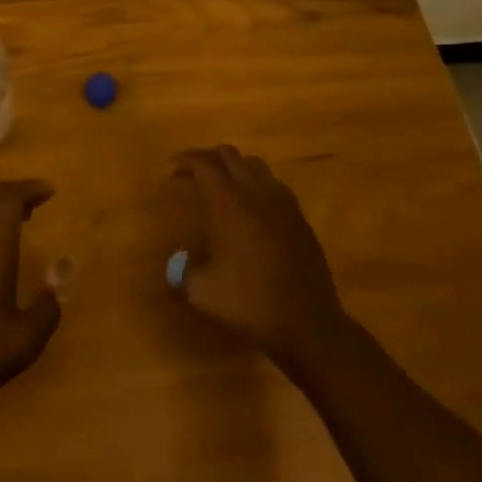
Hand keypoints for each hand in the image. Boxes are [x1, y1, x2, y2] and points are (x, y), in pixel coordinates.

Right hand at [173, 146, 349, 370]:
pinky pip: (275, 186)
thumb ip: (183, 272)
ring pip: (256, 165)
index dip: (186, 160)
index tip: (173, 168)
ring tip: (224, 187)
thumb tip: (175, 264)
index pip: (204, 164)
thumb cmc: (251, 304)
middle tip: (195, 174)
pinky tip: (254, 208)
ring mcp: (283, 203)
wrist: (308, 326)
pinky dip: (258, 185)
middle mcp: (256, 193)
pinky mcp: (300, 218)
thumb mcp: (203, 293)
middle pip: (230, 155)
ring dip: (236, 168)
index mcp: (230, 202)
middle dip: (209, 158)